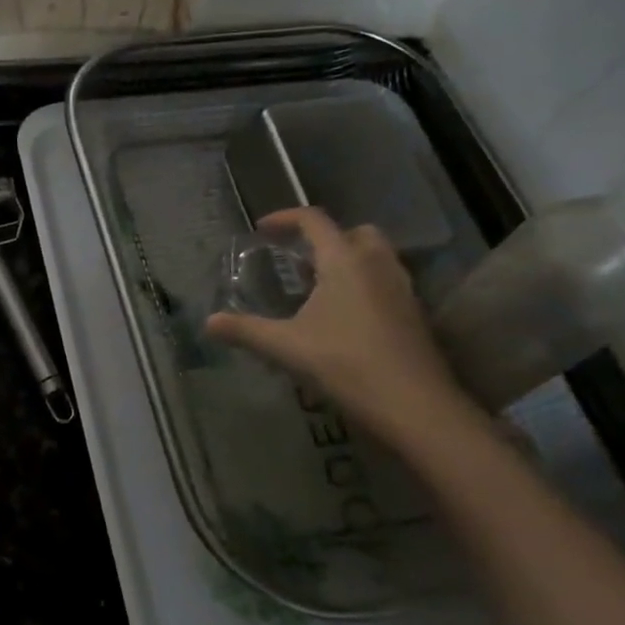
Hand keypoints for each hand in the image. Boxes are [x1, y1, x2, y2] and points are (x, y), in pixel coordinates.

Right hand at [204, 208, 478, 447]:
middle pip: (354, 232)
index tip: (262, 230)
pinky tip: (345, 318)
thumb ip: (245, 330)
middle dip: (326, 238)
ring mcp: (402, 289)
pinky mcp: (415, 314)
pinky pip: (387, 282)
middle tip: (300, 260)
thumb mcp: (286, 347)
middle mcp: (377, 265)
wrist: (415, 406)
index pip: (314, 221)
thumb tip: (209, 322)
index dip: (285, 218)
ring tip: (320, 288)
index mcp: (344, 261)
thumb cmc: (346, 364)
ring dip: (349, 260)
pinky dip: (365, 285)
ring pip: (376, 256)